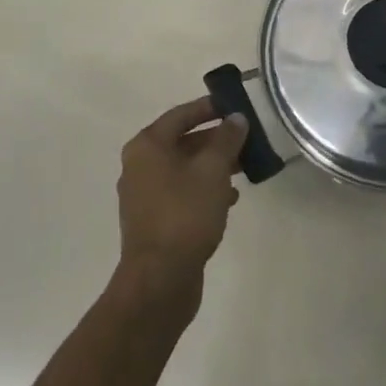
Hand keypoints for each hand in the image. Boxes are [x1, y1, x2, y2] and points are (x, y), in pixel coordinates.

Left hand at [115, 98, 246, 309]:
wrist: (160, 280)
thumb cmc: (185, 214)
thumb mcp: (212, 170)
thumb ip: (226, 140)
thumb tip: (236, 118)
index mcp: (147, 146)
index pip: (180, 115)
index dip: (208, 108)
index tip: (234, 105)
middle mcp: (140, 165)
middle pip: (182, 141)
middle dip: (215, 140)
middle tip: (245, 138)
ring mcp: (144, 195)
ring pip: (183, 169)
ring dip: (212, 166)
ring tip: (244, 168)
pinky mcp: (154, 220)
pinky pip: (181, 193)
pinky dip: (203, 190)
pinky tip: (229, 200)